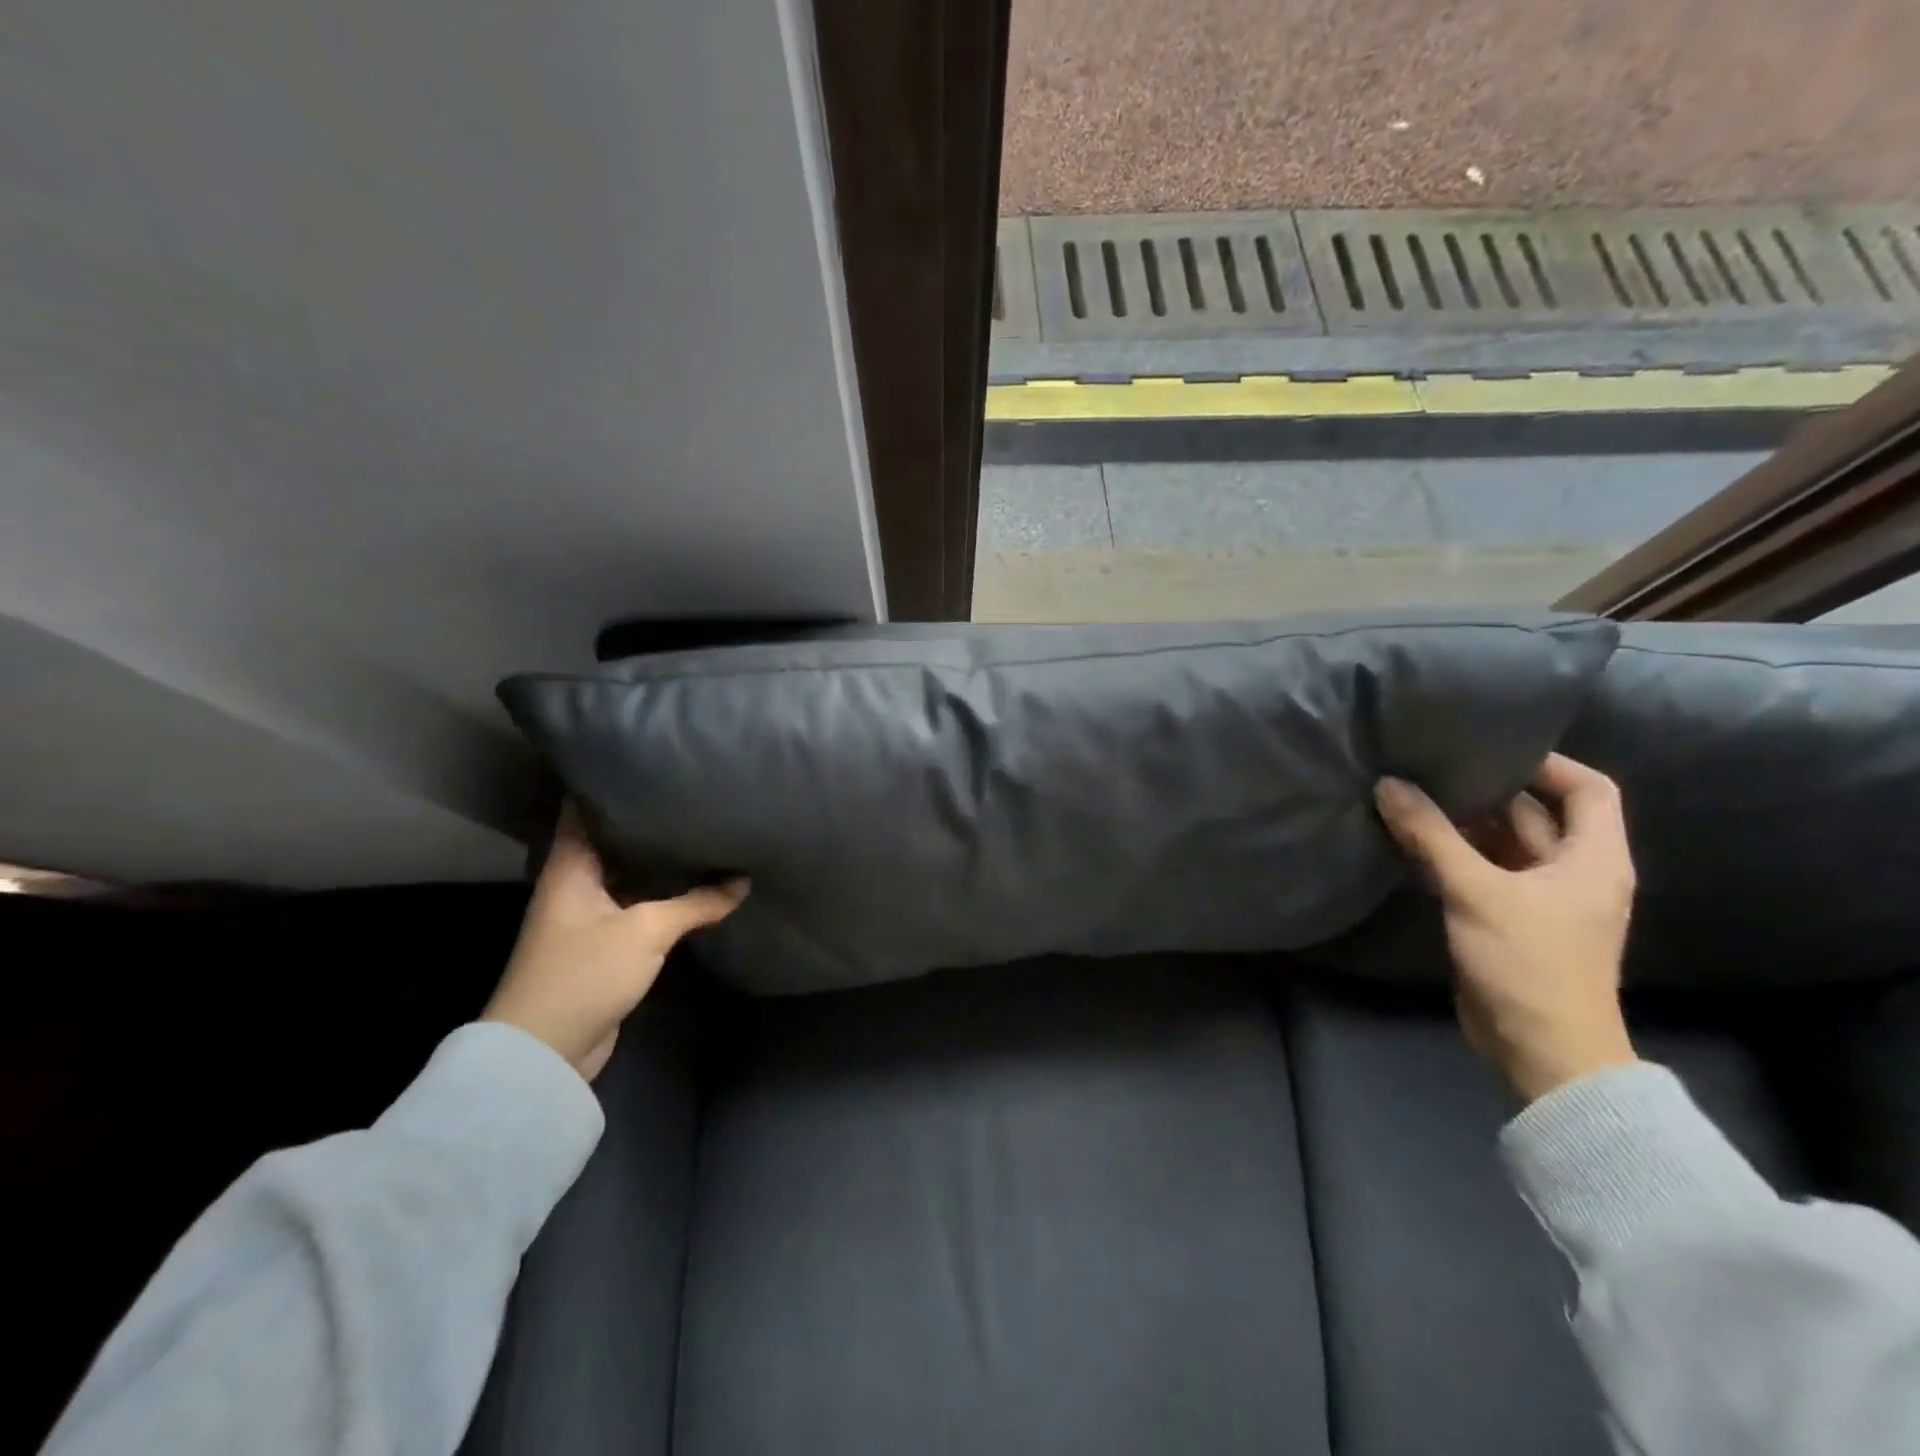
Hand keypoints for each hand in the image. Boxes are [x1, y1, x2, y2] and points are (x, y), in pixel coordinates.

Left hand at [483, 805, 747, 1080]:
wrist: (546, 1051)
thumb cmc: (585, 972)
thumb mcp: (646, 930)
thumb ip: (697, 903)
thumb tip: (743, 881)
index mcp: (569, 867)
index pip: (583, 809)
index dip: (607, 782)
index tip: (645, 761)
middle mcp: (574, 884)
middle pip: (611, 839)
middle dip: (645, 819)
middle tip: (688, 792)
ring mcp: (587, 915)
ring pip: (627, 874)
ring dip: (656, 860)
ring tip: (699, 829)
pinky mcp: (602, 944)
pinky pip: (635, 905)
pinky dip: (660, 894)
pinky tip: (693, 883)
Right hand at [1372, 753, 1637, 1103]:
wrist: (1541, 1050)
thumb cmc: (1529, 963)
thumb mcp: (1477, 892)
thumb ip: (1432, 836)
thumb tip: (1389, 784)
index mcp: (1593, 859)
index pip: (1588, 789)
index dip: (1548, 763)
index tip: (1490, 747)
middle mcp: (1573, 872)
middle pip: (1536, 814)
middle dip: (1487, 790)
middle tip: (1432, 766)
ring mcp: (1540, 899)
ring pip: (1503, 845)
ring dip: (1463, 824)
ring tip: (1412, 795)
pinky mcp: (1509, 921)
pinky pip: (1482, 873)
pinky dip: (1452, 855)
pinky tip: (1411, 842)